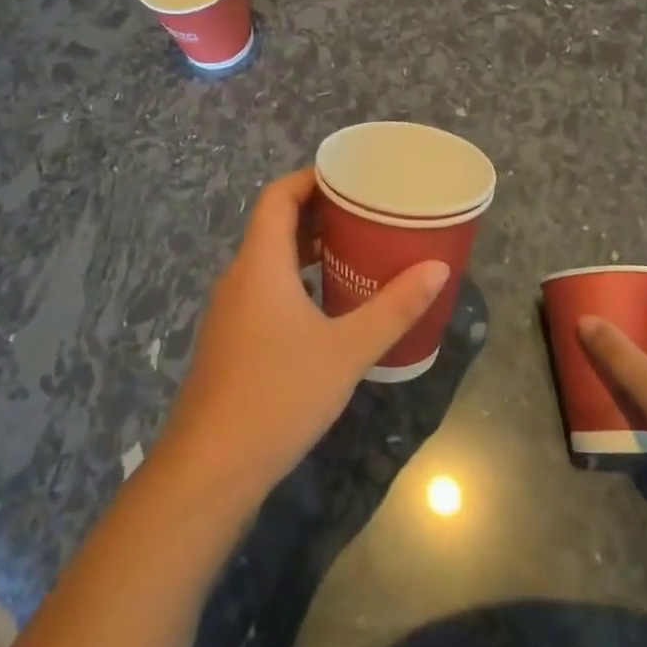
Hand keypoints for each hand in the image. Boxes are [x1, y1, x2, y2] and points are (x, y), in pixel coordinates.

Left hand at [156, 169, 448, 503]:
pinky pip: (265, 291)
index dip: (310, 178)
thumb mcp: (346, 350)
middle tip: (366, 212)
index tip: (350, 176)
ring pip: (270, 261)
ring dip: (308, 250)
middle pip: (274, 225)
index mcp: (260, 263)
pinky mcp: (231, 343)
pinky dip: (297, 282)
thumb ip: (394, 308)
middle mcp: (239, 278)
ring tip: (355, 252)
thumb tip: (437, 268)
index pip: (277, 196)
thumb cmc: (278, 395)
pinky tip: (329, 308)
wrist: (209, 470)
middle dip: (318, 213)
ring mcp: (230, 312)